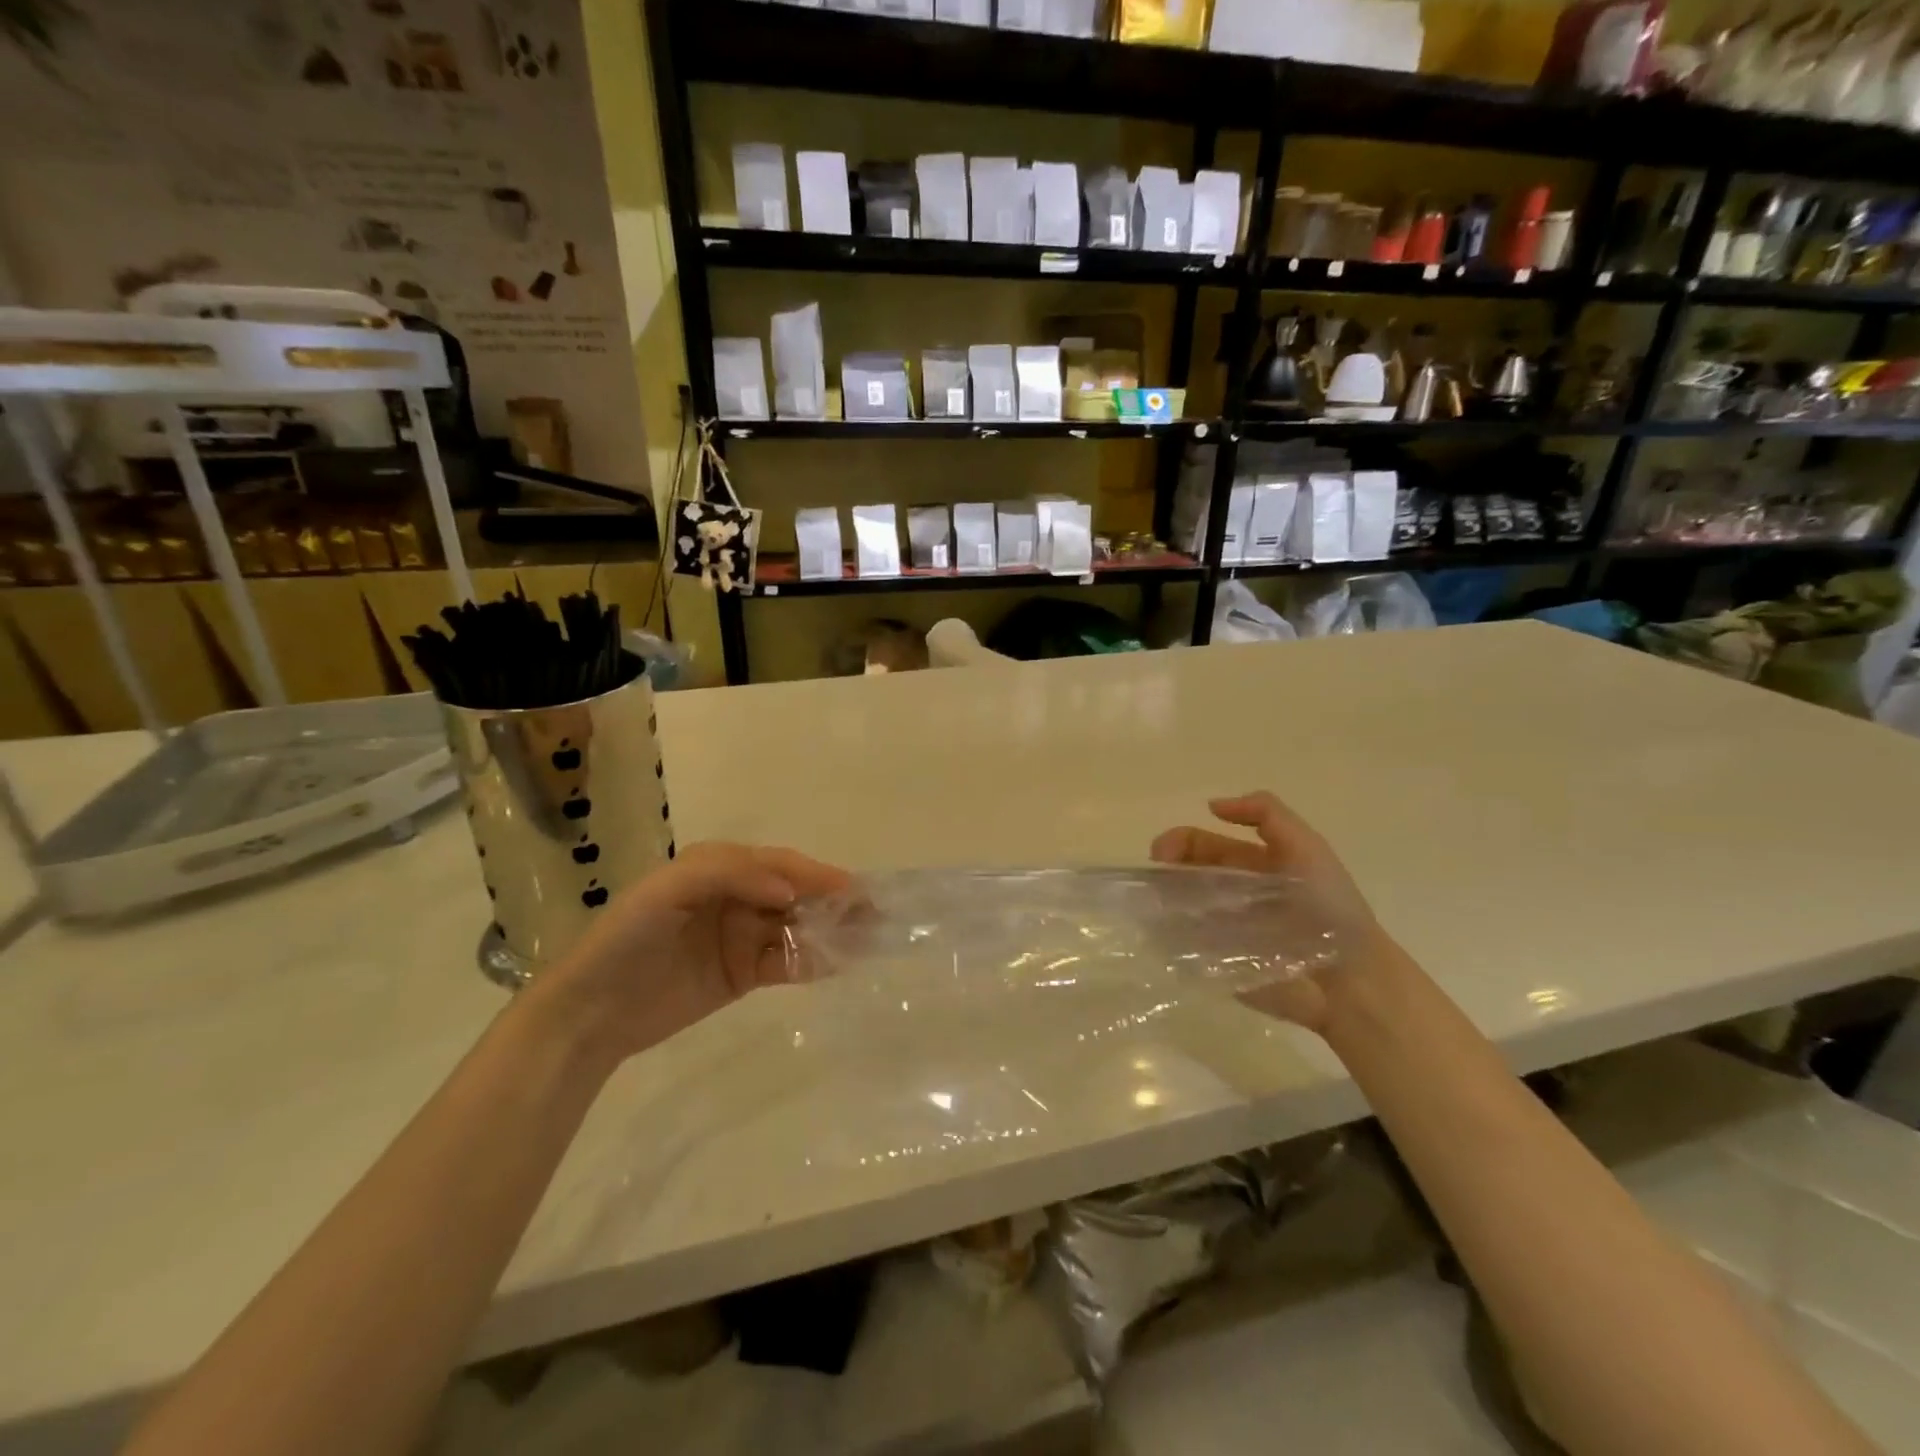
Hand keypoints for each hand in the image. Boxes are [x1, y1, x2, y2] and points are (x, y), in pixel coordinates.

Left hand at [524, 843, 851, 1068]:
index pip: (779, 863)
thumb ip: (730, 875)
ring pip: (798, 926)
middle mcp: (738, 896)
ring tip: (869, 938)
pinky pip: (787, 962)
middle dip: (834, 900)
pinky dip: (813, 960)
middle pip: (796, 892)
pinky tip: (838, 963)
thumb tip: (789, 891)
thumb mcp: (669, 890)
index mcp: (720, 867)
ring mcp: (742, 936)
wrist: (589, 1013)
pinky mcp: (744, 973)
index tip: (849, 889)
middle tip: (873, 913)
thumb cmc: (626, 938)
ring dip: (831, 930)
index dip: (814, 874)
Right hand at [1150, 792, 1385, 1034]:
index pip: (1201, 844)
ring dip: (1159, 903)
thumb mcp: (1306, 846)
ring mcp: (1220, 931)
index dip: (1179, 842)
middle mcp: (1230, 895)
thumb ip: (1266, 814)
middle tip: (1152, 882)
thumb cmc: (1329, 909)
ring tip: (1152, 909)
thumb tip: (1211, 806)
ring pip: (1176, 909)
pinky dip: (1166, 938)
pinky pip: (1182, 948)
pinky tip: (1160, 936)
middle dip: (1163, 872)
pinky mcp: (1218, 965)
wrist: (1350, 980)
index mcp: (1250, 865)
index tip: (1162, 854)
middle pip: (1183, 875)